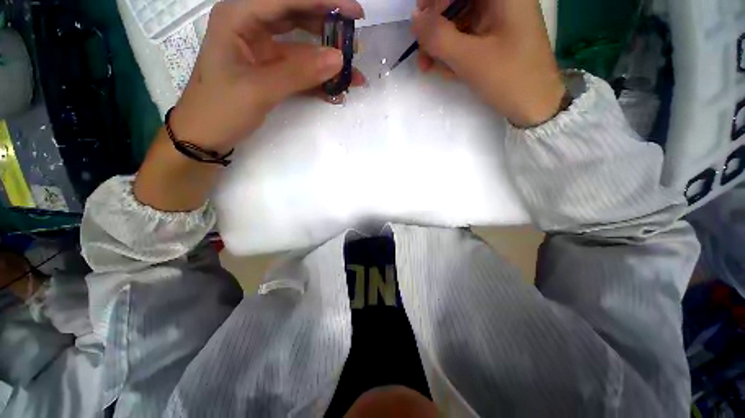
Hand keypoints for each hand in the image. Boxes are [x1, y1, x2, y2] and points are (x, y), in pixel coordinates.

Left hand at [171, 0, 365, 153]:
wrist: (206, 136)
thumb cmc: (220, 108)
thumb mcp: (260, 89)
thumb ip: (300, 73)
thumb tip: (339, 59)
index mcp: (240, 17)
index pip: (287, 0)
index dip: (322, 2)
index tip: (354, 13)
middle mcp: (252, 28)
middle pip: (297, 18)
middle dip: (328, 29)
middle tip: (355, 43)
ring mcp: (263, 51)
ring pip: (302, 48)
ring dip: (327, 61)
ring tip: (352, 73)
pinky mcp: (271, 72)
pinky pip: (300, 71)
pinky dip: (318, 80)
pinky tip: (336, 90)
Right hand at [412, 0, 565, 127]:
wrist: (535, 105)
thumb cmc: (509, 78)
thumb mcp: (469, 58)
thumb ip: (438, 37)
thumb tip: (414, 19)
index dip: (434, 2)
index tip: (418, 26)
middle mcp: (502, 0)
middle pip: (458, 3)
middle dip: (436, 28)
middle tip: (422, 56)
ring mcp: (500, 18)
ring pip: (460, 21)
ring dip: (442, 44)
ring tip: (430, 68)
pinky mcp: (496, 36)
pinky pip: (468, 36)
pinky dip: (454, 52)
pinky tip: (447, 70)